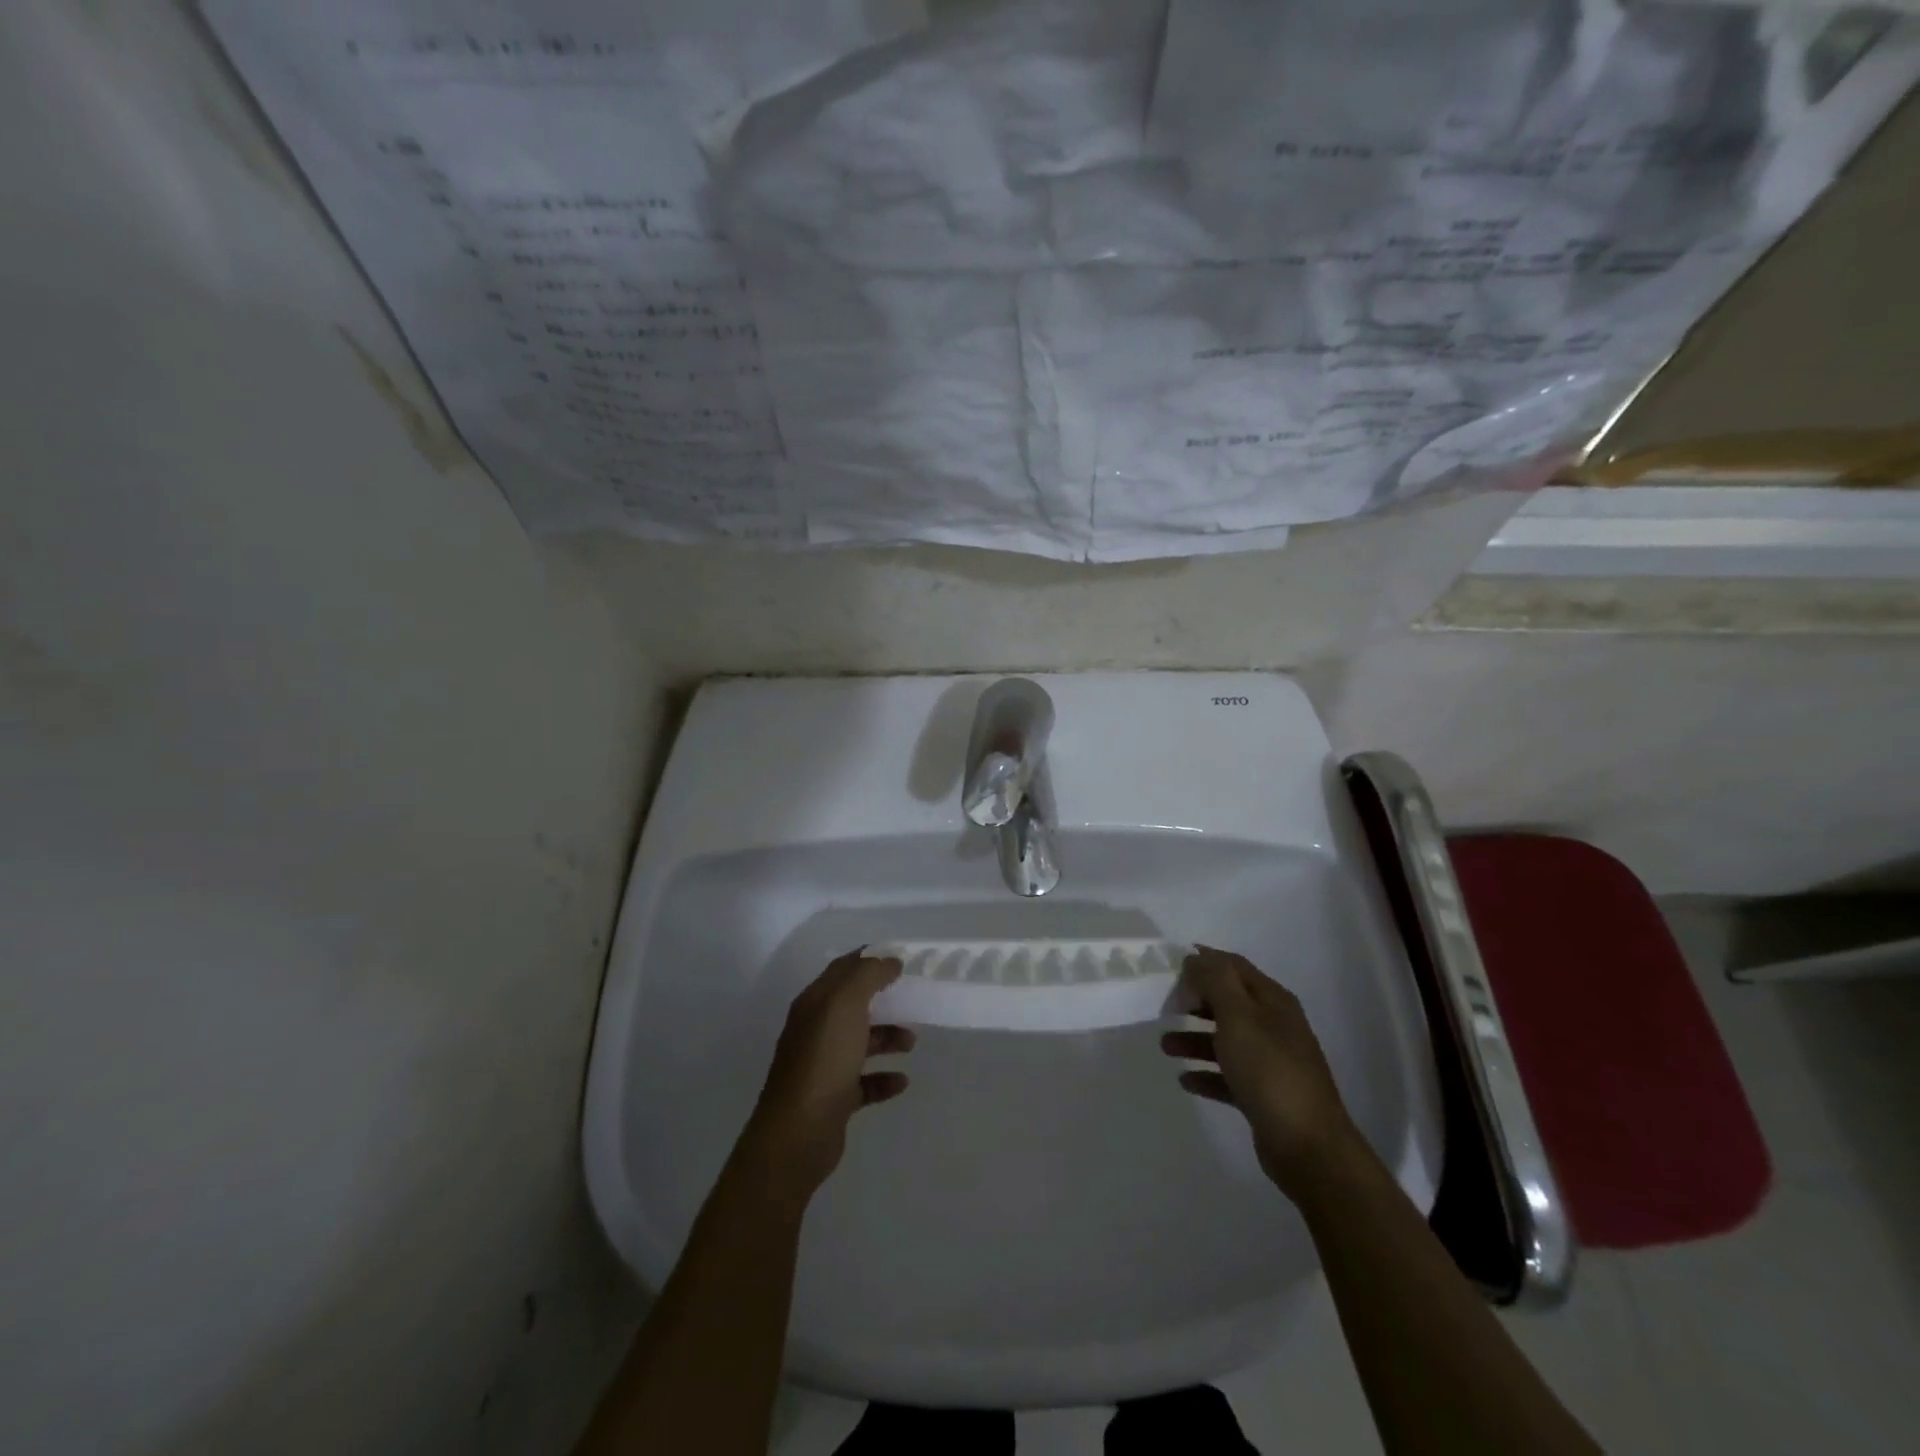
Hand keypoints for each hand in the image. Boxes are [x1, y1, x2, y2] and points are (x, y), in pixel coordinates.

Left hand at [739, 951, 913, 1201]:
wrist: (798, 1133)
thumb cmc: (823, 1059)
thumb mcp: (845, 1004)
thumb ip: (868, 975)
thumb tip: (889, 961)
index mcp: (814, 1003)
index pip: (842, 969)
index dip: (869, 959)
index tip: (900, 959)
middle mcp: (815, 1030)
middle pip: (853, 1006)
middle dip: (883, 1000)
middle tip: (912, 1000)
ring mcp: (823, 1066)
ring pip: (860, 1042)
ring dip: (887, 1038)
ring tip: (911, 1042)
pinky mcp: (834, 1098)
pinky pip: (864, 1082)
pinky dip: (884, 1078)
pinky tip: (902, 1081)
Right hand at [1162, 946, 1365, 1198]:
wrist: (1308, 1146)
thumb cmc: (1269, 1070)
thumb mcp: (1238, 1016)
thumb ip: (1215, 981)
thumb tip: (1196, 958)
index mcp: (1272, 1001)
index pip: (1234, 966)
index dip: (1203, 961)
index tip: (1169, 968)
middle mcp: (1275, 1026)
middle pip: (1228, 1002)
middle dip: (1195, 1001)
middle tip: (1165, 1007)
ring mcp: (1272, 1062)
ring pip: (1226, 1040)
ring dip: (1195, 1039)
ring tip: (1165, 1047)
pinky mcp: (1265, 1095)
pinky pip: (1229, 1076)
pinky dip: (1206, 1074)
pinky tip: (1186, 1080)